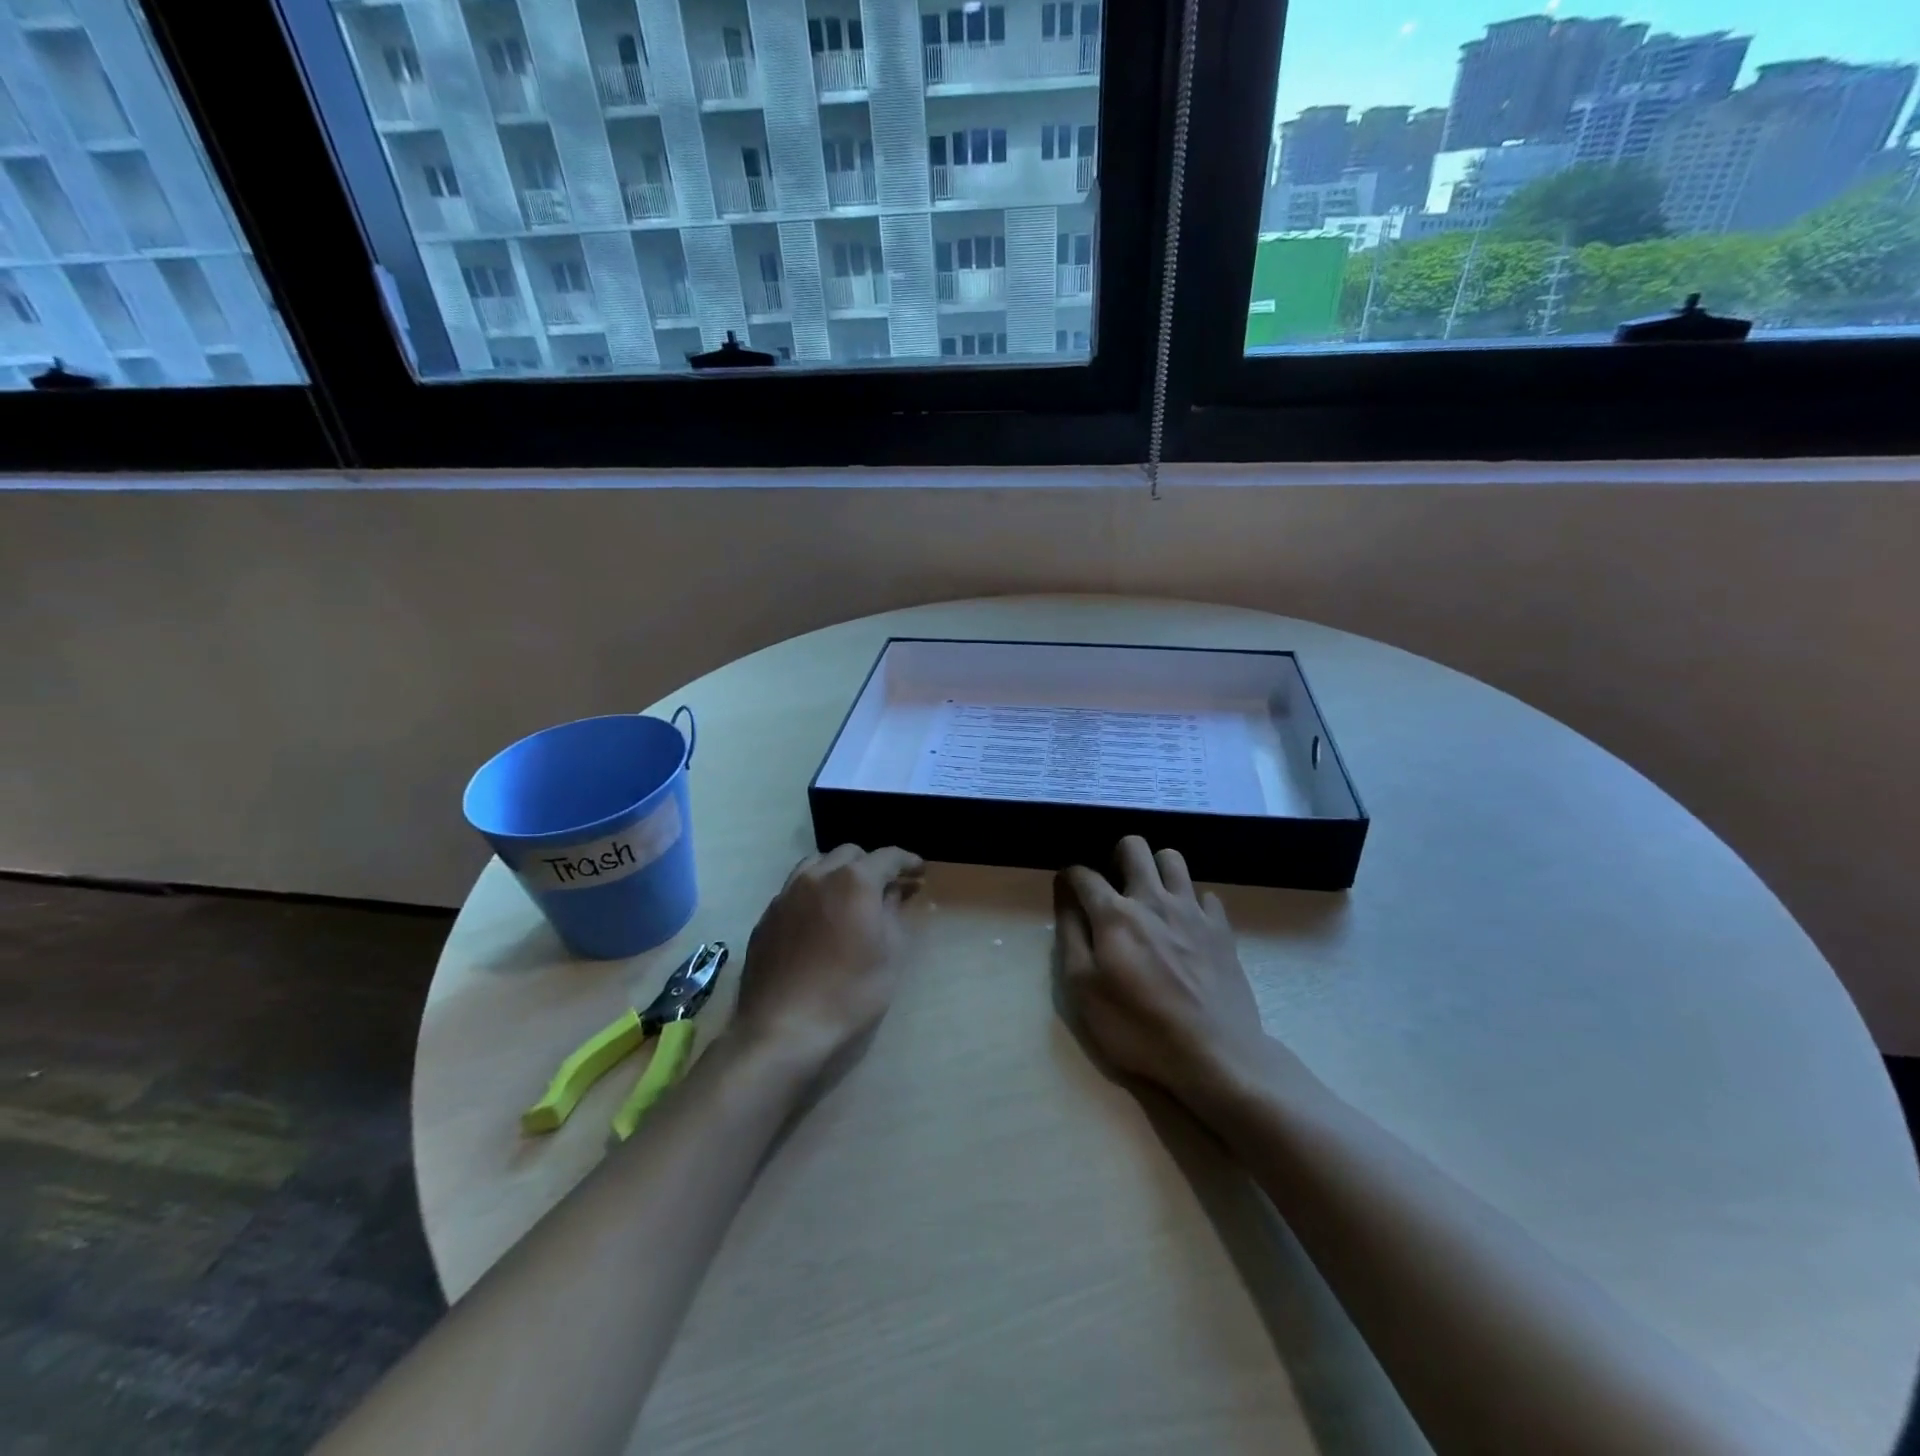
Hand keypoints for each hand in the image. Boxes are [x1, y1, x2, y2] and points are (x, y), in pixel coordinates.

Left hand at [730, 844, 924, 1073]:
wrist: (782, 1028)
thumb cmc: (849, 993)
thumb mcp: (890, 955)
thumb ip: (894, 914)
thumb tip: (892, 893)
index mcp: (853, 881)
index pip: (888, 856)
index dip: (907, 860)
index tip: (919, 870)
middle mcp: (817, 876)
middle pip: (849, 853)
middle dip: (871, 865)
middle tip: (886, 888)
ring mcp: (786, 894)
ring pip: (816, 865)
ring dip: (838, 872)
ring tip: (849, 896)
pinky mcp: (766, 916)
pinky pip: (795, 890)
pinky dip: (814, 893)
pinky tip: (819, 919)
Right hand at [1054, 836, 1278, 1106]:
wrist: (1215, 1055)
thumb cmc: (1138, 1028)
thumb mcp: (1084, 991)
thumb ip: (1071, 937)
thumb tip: (1066, 898)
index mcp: (1115, 914)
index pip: (1084, 875)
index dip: (1070, 877)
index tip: (1067, 889)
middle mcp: (1153, 899)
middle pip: (1134, 847)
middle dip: (1116, 857)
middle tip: (1113, 887)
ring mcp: (1192, 911)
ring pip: (1173, 859)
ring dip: (1155, 869)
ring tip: (1149, 897)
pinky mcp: (1221, 929)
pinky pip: (1205, 895)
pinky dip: (1191, 902)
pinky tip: (1186, 925)